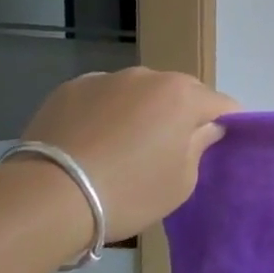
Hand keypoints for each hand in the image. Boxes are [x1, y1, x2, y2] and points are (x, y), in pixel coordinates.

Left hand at [20, 68, 238, 238]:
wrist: (48, 196)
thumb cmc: (128, 192)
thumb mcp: (180, 183)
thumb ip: (200, 148)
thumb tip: (206, 127)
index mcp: (183, 96)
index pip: (222, 104)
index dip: (225, 125)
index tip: (215, 147)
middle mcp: (148, 76)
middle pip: (181, 91)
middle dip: (182, 114)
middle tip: (169, 150)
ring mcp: (106, 78)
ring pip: (139, 91)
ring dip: (142, 111)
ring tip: (124, 147)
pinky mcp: (70, 88)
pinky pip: (103, 97)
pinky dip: (106, 112)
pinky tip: (92, 142)